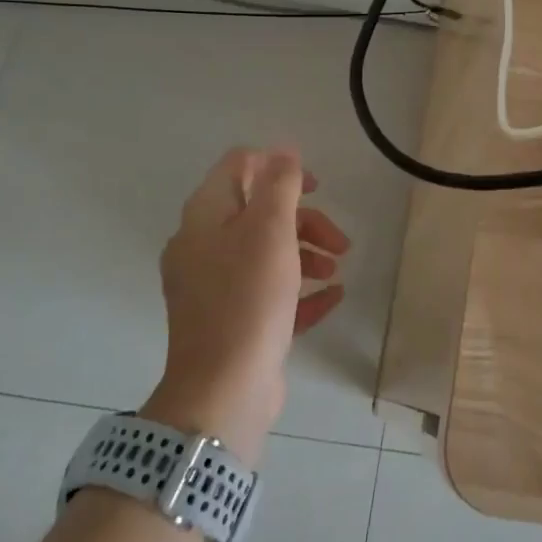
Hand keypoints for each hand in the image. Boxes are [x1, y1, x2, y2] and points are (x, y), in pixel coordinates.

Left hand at [146, 147, 350, 465]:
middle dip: (305, 220)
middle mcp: (202, 247)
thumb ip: (280, 184)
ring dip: (307, 254)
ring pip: (266, 253)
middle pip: (258, 212)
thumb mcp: (270, 230)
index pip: (238, 166)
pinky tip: (332, 297)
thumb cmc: (248, 298)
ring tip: (337, 272)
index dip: (278, 166)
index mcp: (205, 217)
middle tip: (339, 241)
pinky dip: (299, 289)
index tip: (316, 186)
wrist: (223, 390)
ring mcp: (214, 287)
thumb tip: (284, 150)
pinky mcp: (230, 321)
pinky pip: (268, 292)